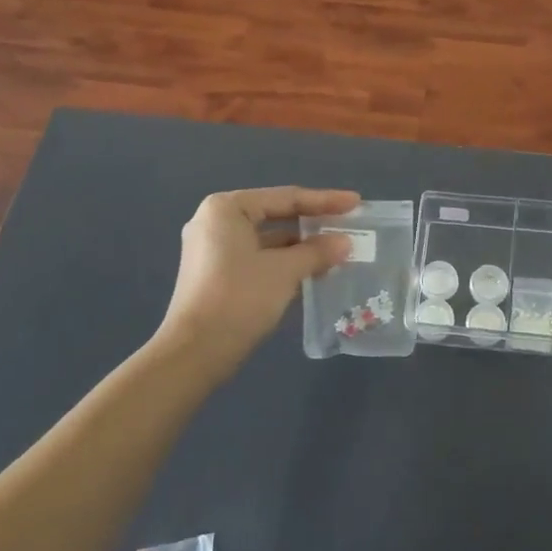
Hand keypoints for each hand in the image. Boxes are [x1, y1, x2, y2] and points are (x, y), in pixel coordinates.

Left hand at [158, 187, 360, 366]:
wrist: (195, 353)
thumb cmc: (239, 298)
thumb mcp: (284, 271)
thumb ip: (317, 252)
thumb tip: (345, 243)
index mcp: (227, 209)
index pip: (286, 198)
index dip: (325, 201)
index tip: (356, 202)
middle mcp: (216, 223)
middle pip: (276, 216)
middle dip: (313, 224)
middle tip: (349, 225)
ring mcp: (213, 250)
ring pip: (268, 240)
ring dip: (302, 247)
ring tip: (338, 252)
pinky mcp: (216, 275)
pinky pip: (259, 259)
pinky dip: (285, 263)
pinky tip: (314, 272)